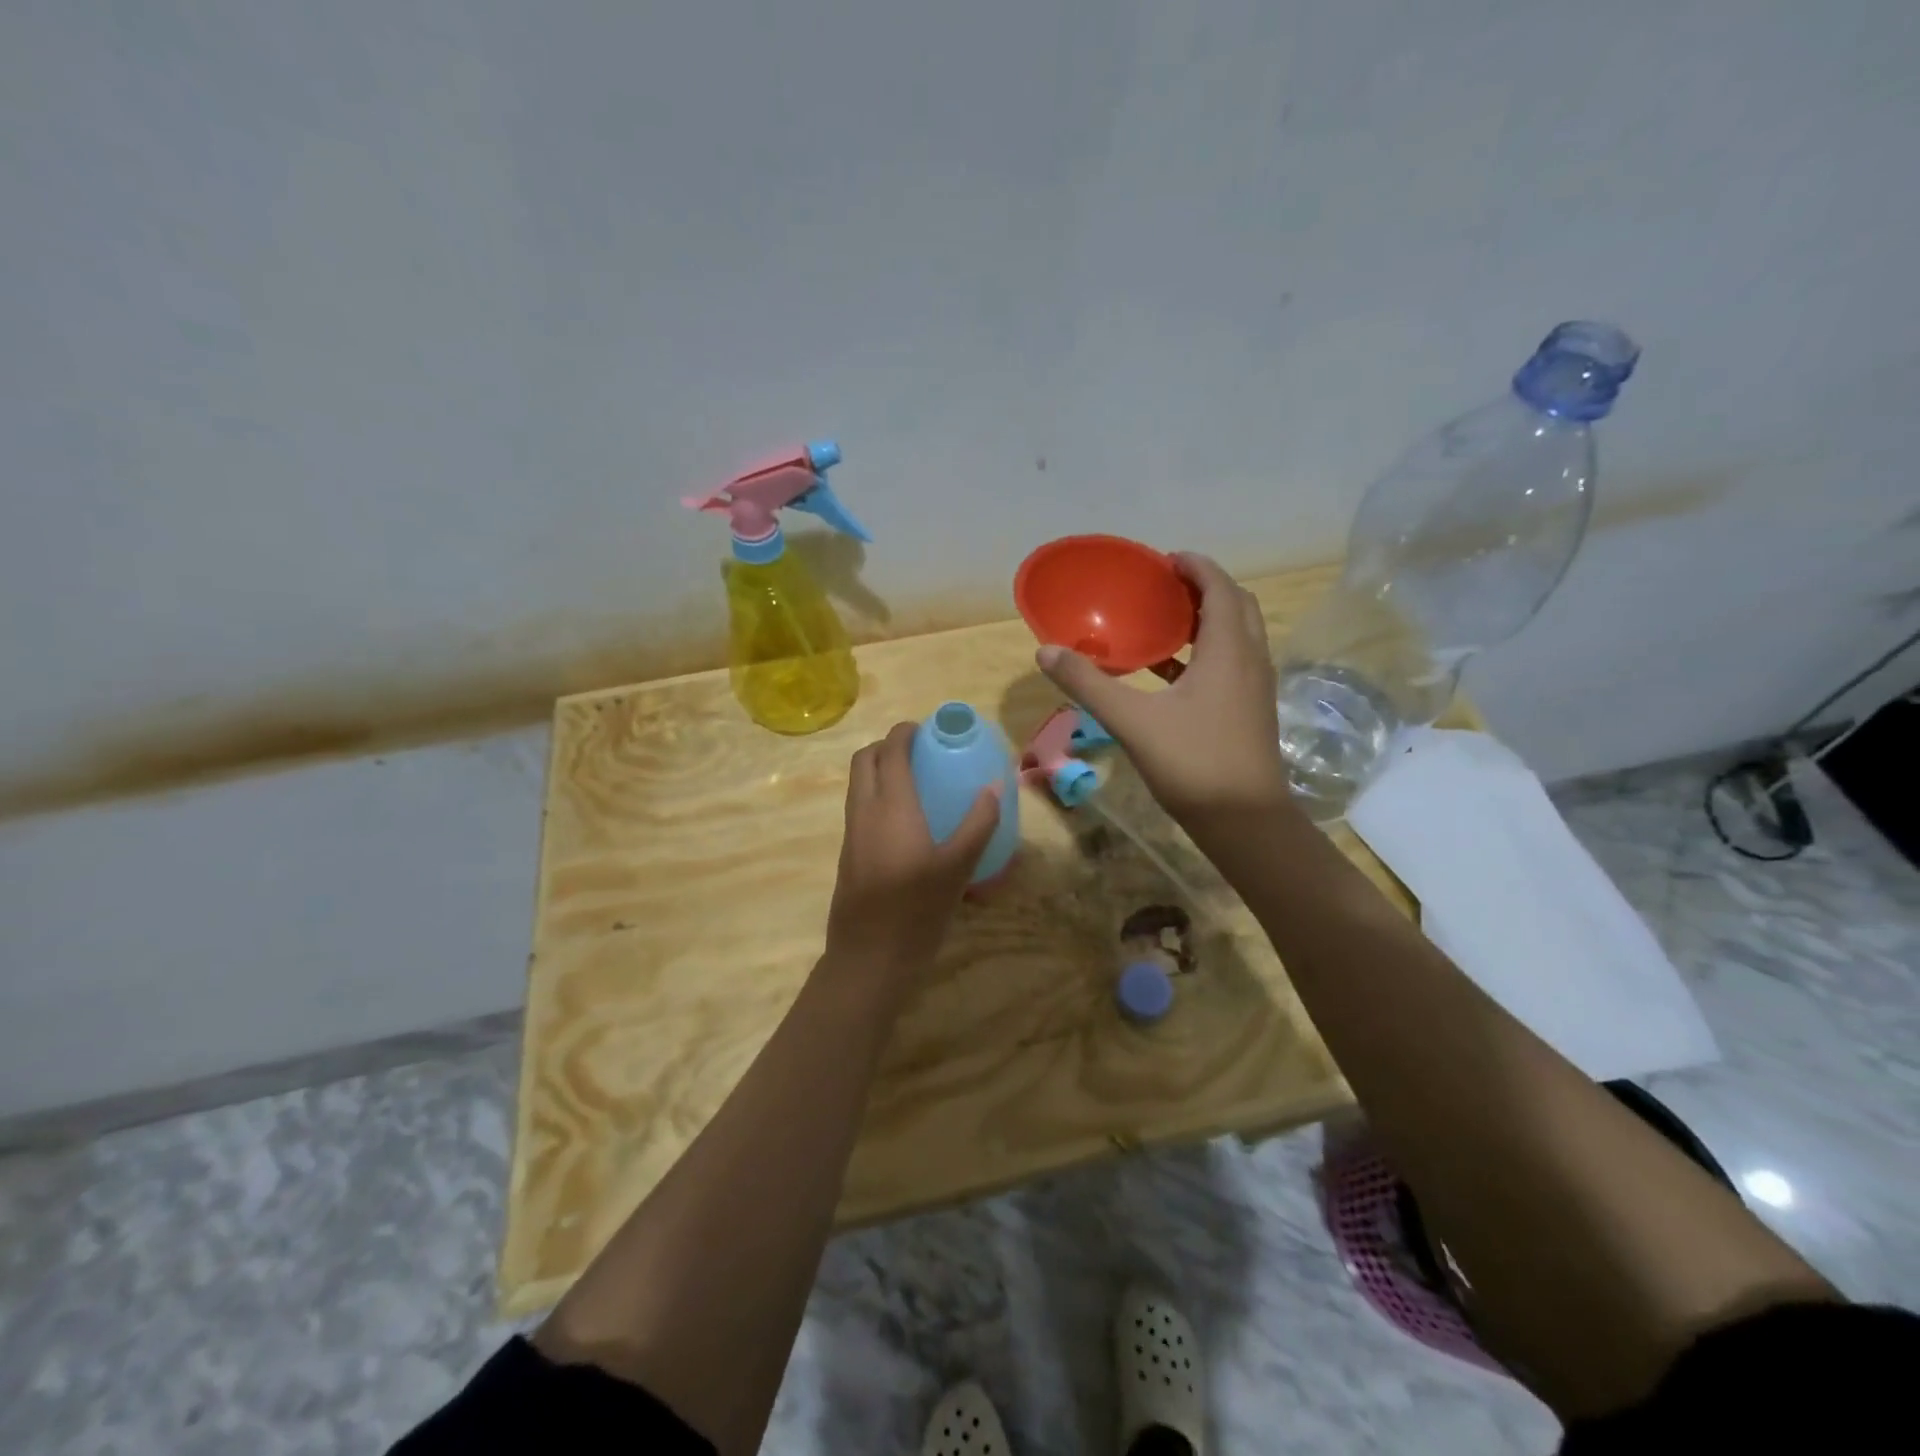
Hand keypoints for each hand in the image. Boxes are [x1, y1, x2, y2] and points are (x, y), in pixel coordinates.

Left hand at [823, 721, 1001, 981]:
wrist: (868, 958)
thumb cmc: (916, 910)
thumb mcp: (958, 867)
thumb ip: (978, 823)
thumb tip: (994, 786)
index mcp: (890, 806)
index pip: (889, 751)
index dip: (904, 732)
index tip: (925, 729)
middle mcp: (863, 811)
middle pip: (863, 760)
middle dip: (886, 746)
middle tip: (919, 752)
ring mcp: (851, 833)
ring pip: (857, 784)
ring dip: (878, 770)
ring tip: (915, 781)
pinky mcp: (848, 854)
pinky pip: (859, 807)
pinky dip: (876, 795)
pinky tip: (906, 820)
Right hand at [1036, 552, 1288, 823]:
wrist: (1245, 821)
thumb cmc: (1193, 763)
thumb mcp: (1133, 721)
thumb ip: (1089, 684)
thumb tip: (1046, 651)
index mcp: (1228, 650)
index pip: (1220, 588)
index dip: (1195, 566)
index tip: (1164, 559)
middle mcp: (1250, 659)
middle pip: (1236, 605)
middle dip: (1204, 588)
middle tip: (1164, 587)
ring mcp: (1255, 687)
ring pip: (1237, 635)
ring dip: (1207, 620)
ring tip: (1165, 622)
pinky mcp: (1251, 710)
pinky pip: (1232, 663)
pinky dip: (1206, 653)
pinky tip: (1170, 674)